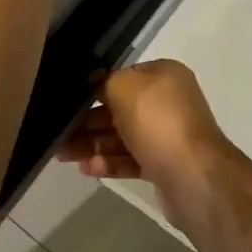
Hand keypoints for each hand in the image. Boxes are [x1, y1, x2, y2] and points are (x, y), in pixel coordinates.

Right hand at [56, 61, 236, 232]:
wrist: (193, 176)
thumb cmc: (157, 121)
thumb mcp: (124, 87)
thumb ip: (106, 81)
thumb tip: (96, 83)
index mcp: (164, 76)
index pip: (124, 75)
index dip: (96, 86)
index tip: (69, 99)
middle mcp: (168, 102)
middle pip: (120, 108)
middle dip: (88, 121)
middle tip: (58, 132)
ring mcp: (167, 135)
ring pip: (123, 136)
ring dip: (93, 144)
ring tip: (62, 154)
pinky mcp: (164, 165)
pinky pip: (131, 159)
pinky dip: (109, 163)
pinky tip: (85, 169)